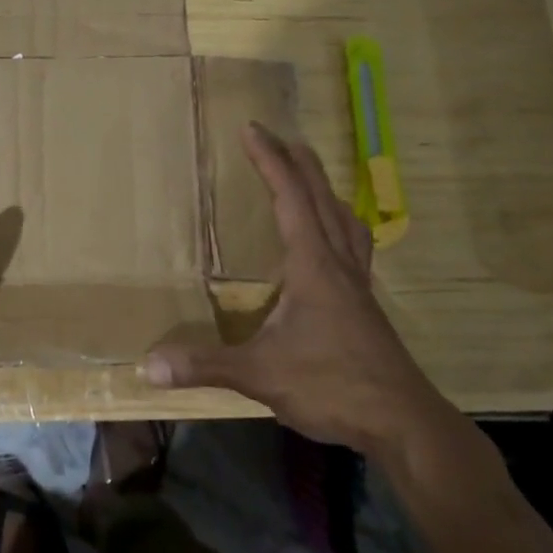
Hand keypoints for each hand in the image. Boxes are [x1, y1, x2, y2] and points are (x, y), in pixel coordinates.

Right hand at [143, 123, 464, 465]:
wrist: (404, 423)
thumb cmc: (332, 385)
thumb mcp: (261, 374)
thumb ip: (206, 365)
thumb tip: (148, 364)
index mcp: (313, 264)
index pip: (289, 197)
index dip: (269, 160)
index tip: (252, 128)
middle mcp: (338, 263)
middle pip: (321, 197)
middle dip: (298, 161)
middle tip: (279, 135)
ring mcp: (357, 283)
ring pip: (344, 219)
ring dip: (324, 189)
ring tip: (309, 174)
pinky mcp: (365, 305)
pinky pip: (353, 245)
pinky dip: (340, 224)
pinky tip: (333, 240)